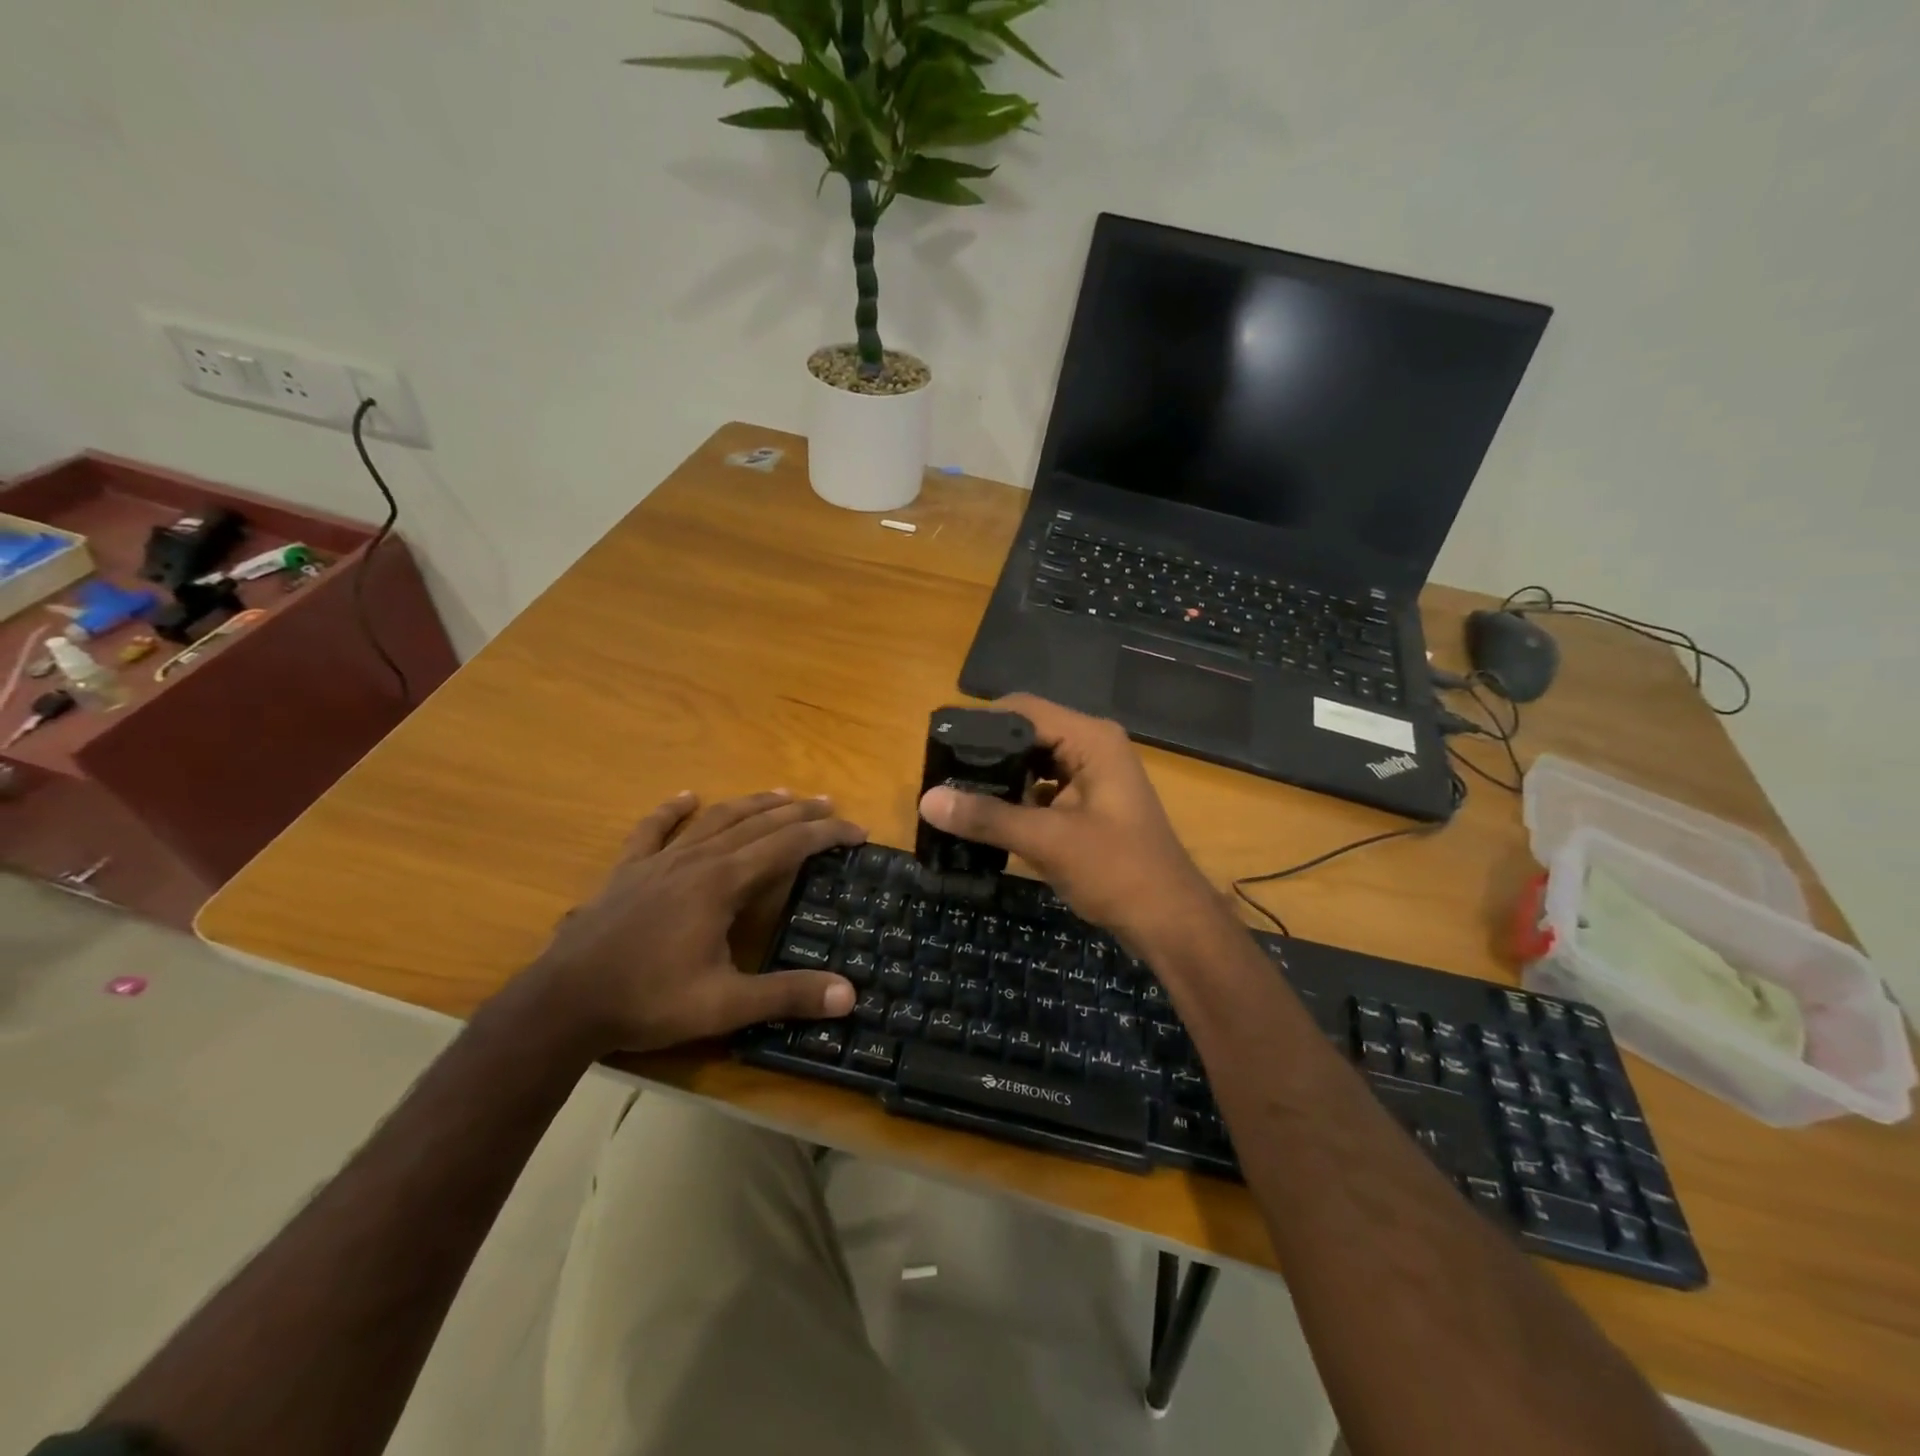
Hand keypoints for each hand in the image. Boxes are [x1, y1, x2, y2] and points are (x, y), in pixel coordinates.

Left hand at [522, 789, 866, 1053]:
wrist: (563, 1002)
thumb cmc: (647, 1000)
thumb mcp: (724, 1005)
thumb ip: (787, 996)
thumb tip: (849, 995)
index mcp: (723, 883)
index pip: (788, 845)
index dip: (826, 834)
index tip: (857, 831)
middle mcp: (697, 859)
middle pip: (758, 823)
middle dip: (798, 812)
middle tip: (830, 804)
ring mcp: (660, 861)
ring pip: (716, 819)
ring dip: (752, 804)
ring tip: (781, 794)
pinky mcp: (628, 871)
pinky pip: (653, 829)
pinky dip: (672, 810)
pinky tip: (686, 796)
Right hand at [918, 694, 1220, 954]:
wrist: (1169, 921)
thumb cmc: (1117, 871)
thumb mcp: (1047, 841)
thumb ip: (987, 817)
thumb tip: (927, 800)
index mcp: (1090, 739)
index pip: (1023, 710)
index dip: (980, 723)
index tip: (940, 746)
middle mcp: (1092, 746)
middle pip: (1026, 734)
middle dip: (986, 754)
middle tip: (941, 774)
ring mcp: (1092, 775)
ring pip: (1033, 763)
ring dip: (1000, 779)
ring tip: (955, 794)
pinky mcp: (1087, 803)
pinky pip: (1042, 789)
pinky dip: (1016, 800)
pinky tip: (986, 818)